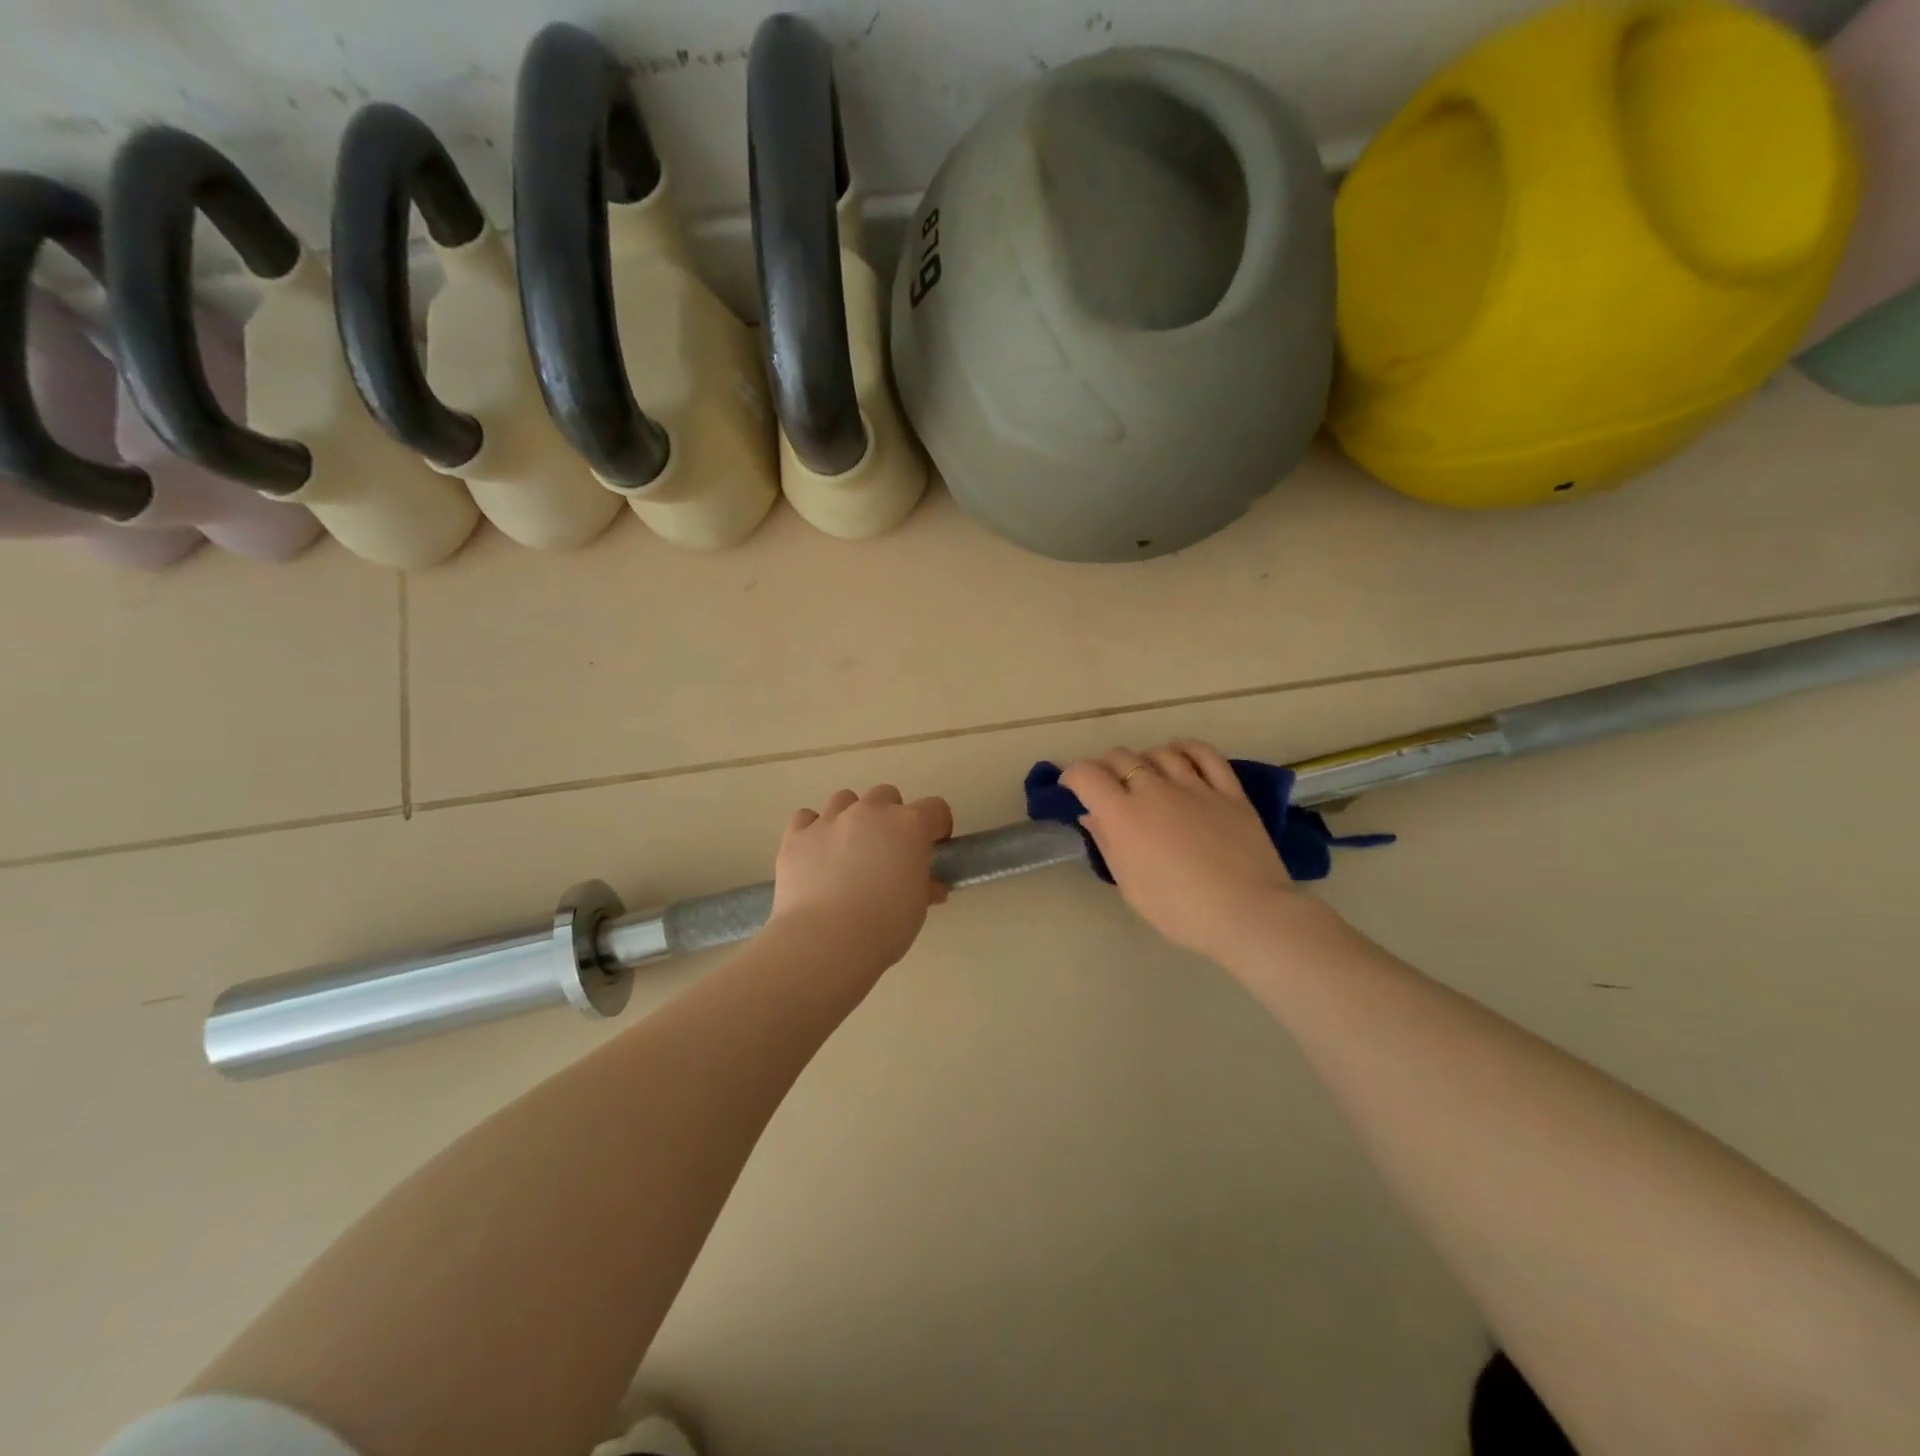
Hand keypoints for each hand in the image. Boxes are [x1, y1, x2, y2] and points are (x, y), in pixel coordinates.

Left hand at [769, 784, 953, 969]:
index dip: (937, 826)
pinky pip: (806, 818)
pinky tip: (815, 853)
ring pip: (845, 799)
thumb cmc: (884, 926)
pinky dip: (813, 829)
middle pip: (886, 795)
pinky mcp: (797, 835)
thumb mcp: (917, 908)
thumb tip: (930, 886)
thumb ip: (924, 887)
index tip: (933, 846)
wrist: (825, 941)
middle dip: (891, 816)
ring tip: (848, 849)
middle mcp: (870, 812)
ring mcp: (830, 820)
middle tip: (888, 850)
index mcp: (909, 826)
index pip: (935, 809)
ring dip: (851, 817)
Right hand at [1062, 741, 1302, 959]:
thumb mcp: (1130, 885)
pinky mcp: (1229, 791)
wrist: (1246, 913)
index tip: (1071, 787)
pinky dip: (1187, 748)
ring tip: (1144, 773)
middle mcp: (1154, 790)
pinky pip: (1205, 755)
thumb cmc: (1179, 910)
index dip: (1073, 775)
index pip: (1087, 775)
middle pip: (1121, 757)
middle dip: (1105, 766)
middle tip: (1106, 785)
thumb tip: (1092, 815)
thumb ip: (1107, 843)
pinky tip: (1180, 753)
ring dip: (1144, 758)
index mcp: (1124, 815)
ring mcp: (1195, 786)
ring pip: (1161, 752)